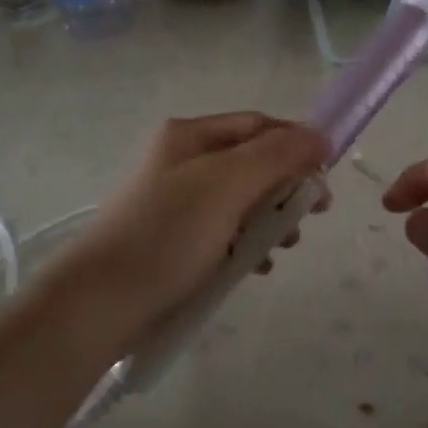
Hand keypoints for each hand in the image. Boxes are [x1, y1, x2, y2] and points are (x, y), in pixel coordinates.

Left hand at [39, 113, 328, 357]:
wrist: (101, 302)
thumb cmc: (168, 233)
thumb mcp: (228, 184)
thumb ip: (278, 156)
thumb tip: (320, 135)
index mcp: (191, 135)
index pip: (259, 125)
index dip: (297, 144)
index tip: (326, 177)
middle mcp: (184, 160)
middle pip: (253, 162)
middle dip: (287, 187)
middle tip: (313, 215)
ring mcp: (179, 202)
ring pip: (243, 200)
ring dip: (272, 218)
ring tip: (286, 246)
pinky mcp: (177, 240)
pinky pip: (226, 231)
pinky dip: (247, 243)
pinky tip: (258, 266)